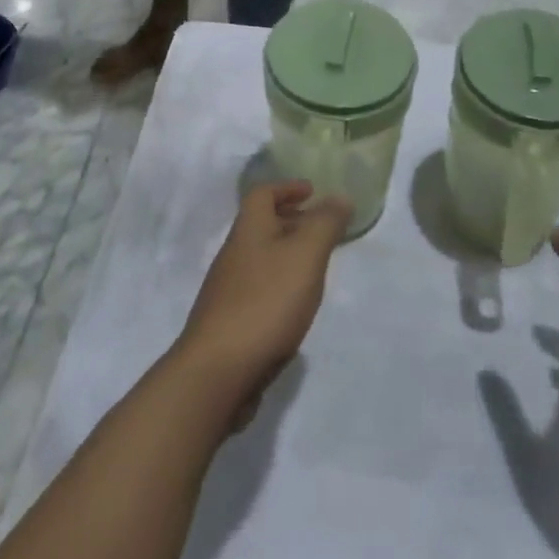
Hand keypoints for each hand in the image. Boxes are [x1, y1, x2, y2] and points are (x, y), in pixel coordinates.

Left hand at [175, 180, 349, 427]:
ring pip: (262, 258)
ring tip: (316, 267)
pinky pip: (260, 289)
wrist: (218, 371)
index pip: (262, 194)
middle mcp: (234, 253)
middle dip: (292, 220)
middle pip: (261, 225)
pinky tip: (296, 306)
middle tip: (322, 228)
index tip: (312, 191)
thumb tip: (340, 196)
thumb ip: (325, 224)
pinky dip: (280, 285)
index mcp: (248, 230)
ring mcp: (229, 290)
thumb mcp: (305, 255)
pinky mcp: (230, 322)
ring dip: (287, 254)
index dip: (287, 187)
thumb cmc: (266, 302)